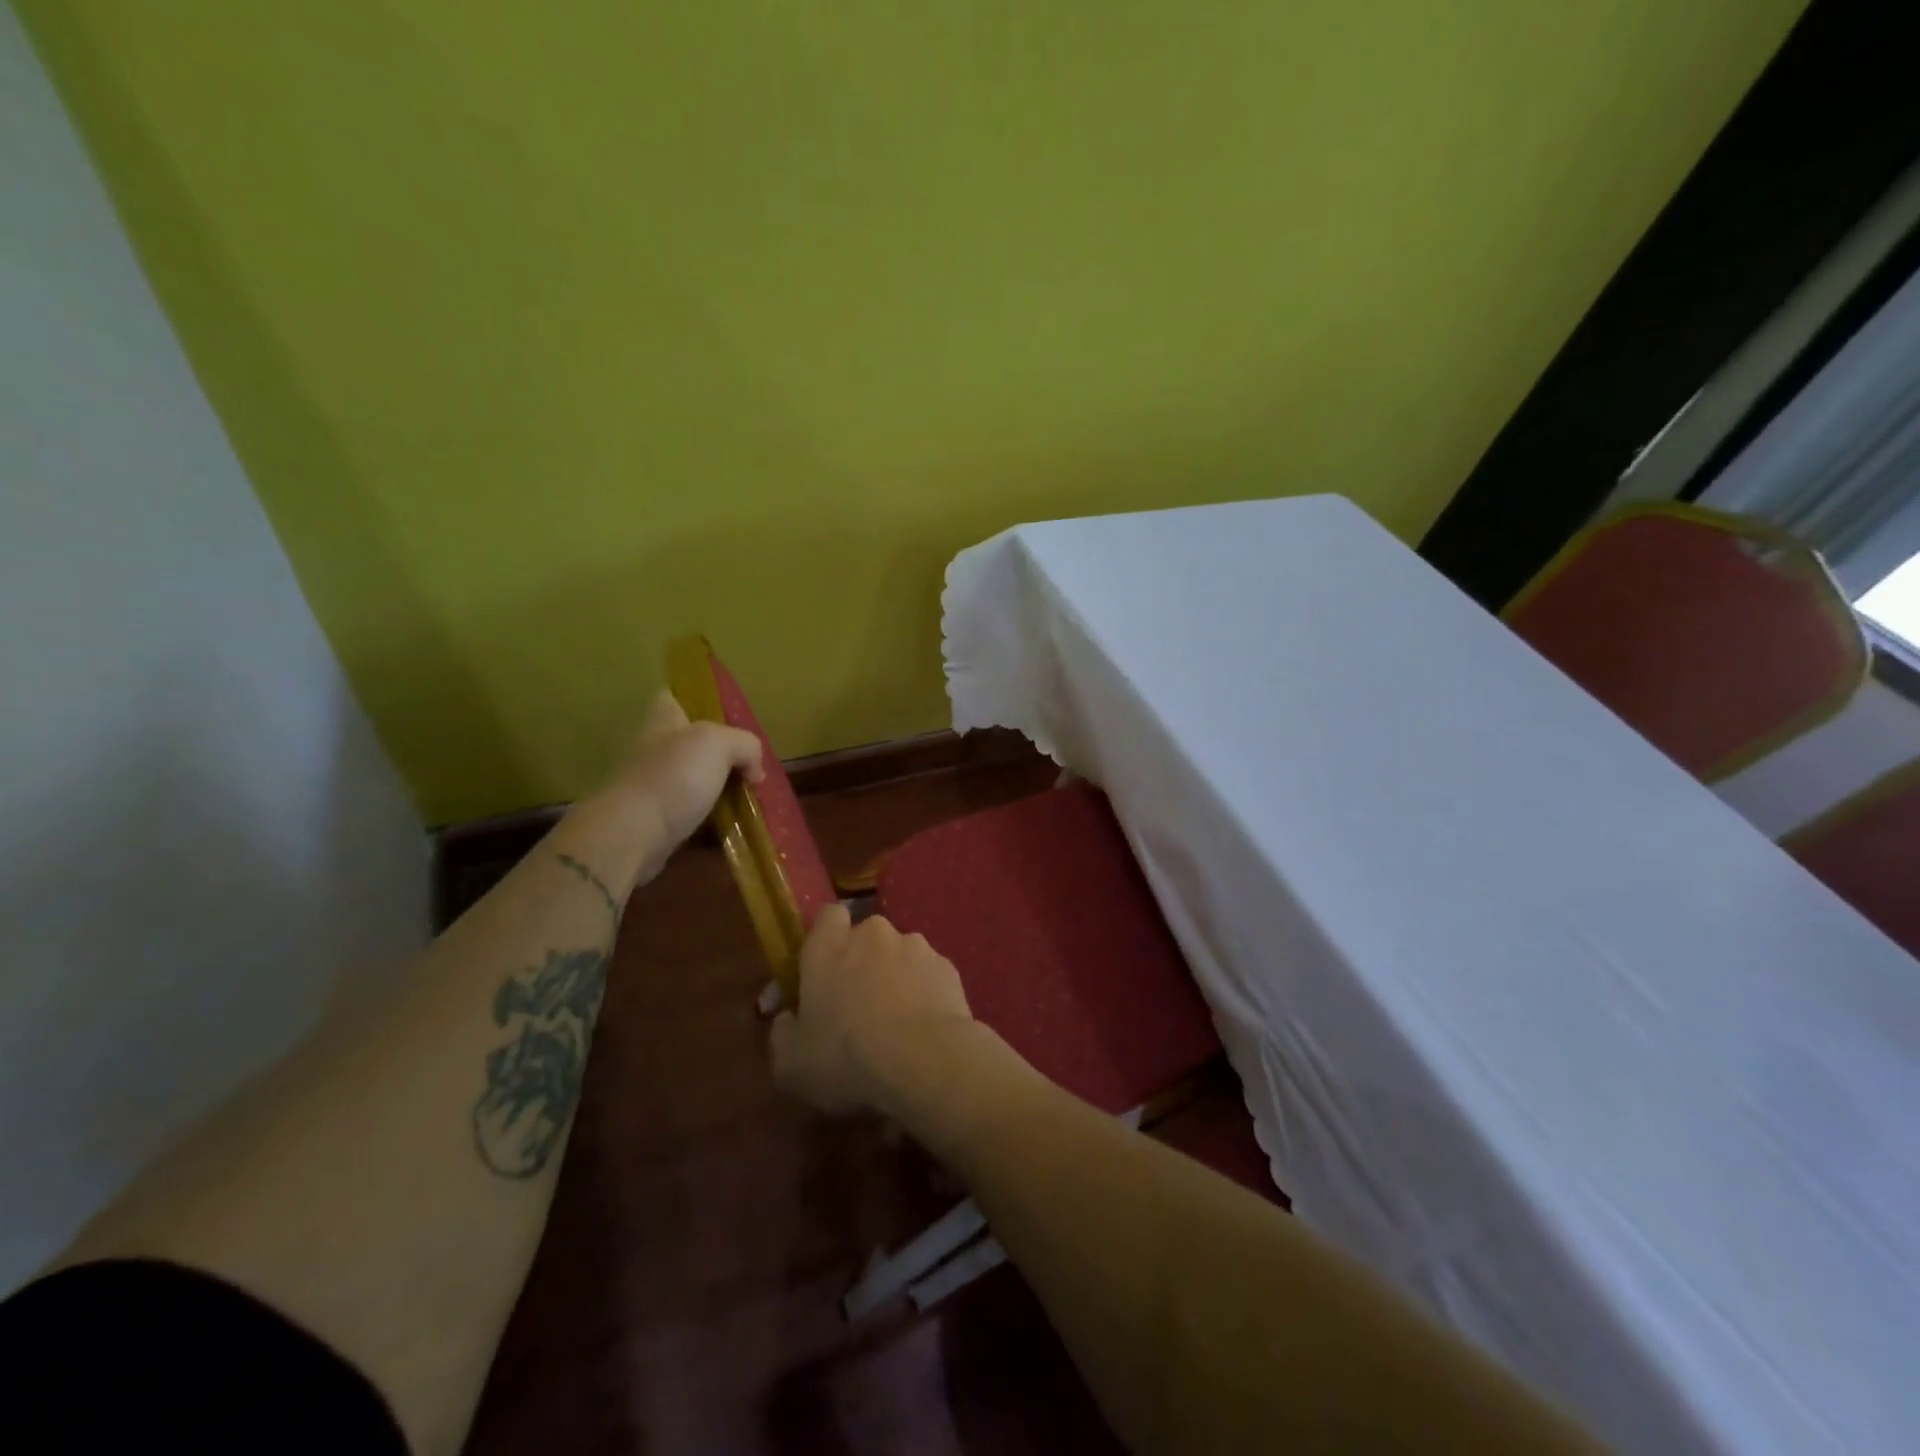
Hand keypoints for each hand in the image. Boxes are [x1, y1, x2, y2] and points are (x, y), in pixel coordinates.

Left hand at [598, 689, 762, 867]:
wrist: (631, 838)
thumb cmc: (673, 778)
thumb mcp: (718, 744)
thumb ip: (744, 745)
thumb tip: (753, 769)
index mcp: (662, 724)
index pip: (671, 699)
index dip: (694, 702)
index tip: (723, 717)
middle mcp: (652, 753)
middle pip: (687, 747)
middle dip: (717, 757)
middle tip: (749, 770)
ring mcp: (650, 791)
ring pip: (690, 786)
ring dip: (716, 795)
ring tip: (749, 806)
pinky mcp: (652, 826)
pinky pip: (688, 823)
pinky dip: (709, 829)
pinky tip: (732, 834)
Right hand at [769, 905, 975, 1116]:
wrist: (926, 1060)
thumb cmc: (847, 1058)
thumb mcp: (792, 1064)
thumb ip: (783, 1033)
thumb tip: (788, 1018)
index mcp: (827, 948)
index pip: (827, 917)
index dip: (827, 938)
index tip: (824, 970)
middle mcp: (872, 935)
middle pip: (865, 938)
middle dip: (862, 963)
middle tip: (859, 1006)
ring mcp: (915, 946)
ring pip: (899, 955)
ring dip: (895, 978)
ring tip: (897, 1023)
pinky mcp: (947, 966)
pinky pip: (928, 975)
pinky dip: (924, 993)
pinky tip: (924, 1029)